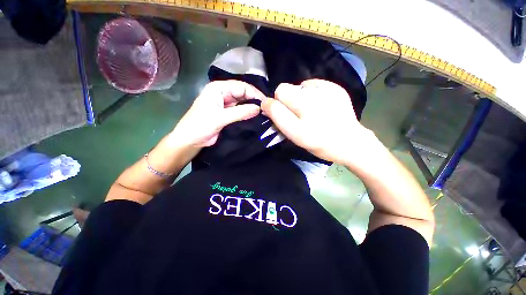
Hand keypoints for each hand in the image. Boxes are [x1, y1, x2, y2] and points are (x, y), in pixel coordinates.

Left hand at [170, 80, 264, 147]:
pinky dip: (247, 112)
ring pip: (242, 101)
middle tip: (266, 108)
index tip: (266, 103)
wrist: (191, 140)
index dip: (254, 93)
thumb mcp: (220, 118)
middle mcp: (222, 93)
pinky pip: (240, 110)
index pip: (241, 86)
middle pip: (242, 93)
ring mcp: (225, 103)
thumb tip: (259, 108)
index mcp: (218, 88)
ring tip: (263, 112)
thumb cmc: (200, 126)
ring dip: (251, 106)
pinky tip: (255, 116)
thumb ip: (240, 112)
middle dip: (254, 99)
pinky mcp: (227, 113)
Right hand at [261, 79, 375, 164]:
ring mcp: (327, 89)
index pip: (279, 92)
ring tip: (309, 111)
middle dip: (287, 101)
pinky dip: (311, 94)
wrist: (349, 142)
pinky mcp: (336, 88)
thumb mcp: (295, 135)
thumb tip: (266, 102)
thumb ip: (278, 117)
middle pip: (287, 88)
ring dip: (299, 98)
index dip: (276, 104)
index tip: (282, 114)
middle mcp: (315, 95)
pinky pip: (313, 85)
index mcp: (303, 109)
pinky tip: (319, 106)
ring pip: (299, 87)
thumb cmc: (319, 143)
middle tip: (297, 115)